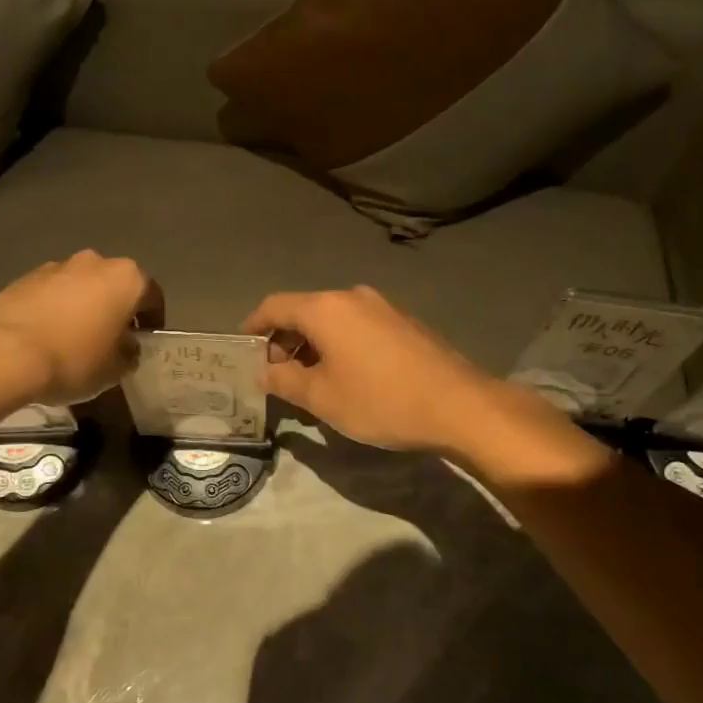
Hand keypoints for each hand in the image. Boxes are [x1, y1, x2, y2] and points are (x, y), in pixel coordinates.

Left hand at [0, 251, 163, 408]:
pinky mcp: (24, 277)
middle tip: (111, 339)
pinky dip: (55, 309)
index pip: (152, 296)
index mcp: (127, 279)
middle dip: (116, 308)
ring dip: (84, 306)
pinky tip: (47, 336)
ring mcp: (57, 266)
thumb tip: (126, 347)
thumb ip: (129, 353)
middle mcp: (95, 262)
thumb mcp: (114, 370)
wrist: (4, 354)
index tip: (145, 340)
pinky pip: (52, 293)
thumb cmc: (74, 360)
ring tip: (75, 339)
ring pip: (81, 286)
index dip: (152, 320)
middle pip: (114, 285)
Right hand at [243, 286, 503, 452]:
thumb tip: (263, 373)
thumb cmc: (380, 400)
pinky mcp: (404, 322)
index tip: (244, 351)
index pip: (274, 306)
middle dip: (284, 341)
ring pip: (333, 320)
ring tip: (309, 381)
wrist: (458, 405)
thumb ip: (284, 382)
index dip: (254, 327)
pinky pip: (358, 326)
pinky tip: (346, 375)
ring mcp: (382, 306)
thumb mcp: (322, 398)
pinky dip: (340, 344)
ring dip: (313, 345)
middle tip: (276, 375)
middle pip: (304, 311)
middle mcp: (352, 297)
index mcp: (325, 308)